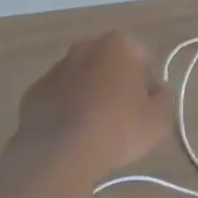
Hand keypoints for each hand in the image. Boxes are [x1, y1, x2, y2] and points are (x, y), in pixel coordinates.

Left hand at [15, 32, 170, 174]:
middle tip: (122, 113)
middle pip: (108, 61)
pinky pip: (58, 96)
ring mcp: (55, 68)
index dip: (146, 78)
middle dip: (115, 80)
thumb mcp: (158, 119)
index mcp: (117, 45)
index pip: (141, 53)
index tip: (145, 102)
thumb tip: (157, 90)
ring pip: (80, 77)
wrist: (60, 152)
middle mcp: (84, 48)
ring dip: (88, 93)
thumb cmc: (117, 128)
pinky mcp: (34, 91)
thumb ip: (163, 98)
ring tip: (94, 127)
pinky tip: (71, 133)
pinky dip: (65, 108)